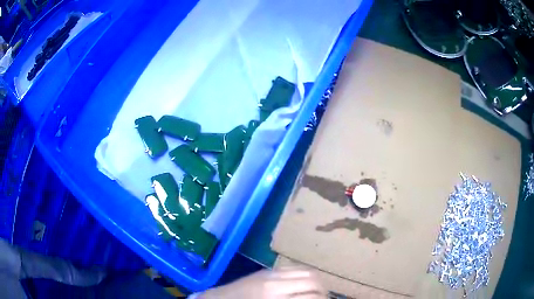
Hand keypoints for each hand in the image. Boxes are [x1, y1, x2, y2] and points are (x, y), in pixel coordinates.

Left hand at [198, 267, 325, 298]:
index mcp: (274, 297)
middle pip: (313, 280)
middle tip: (323, 298)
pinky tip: (304, 283)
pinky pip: (294, 267)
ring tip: (317, 291)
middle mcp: (275, 282)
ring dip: (316, 281)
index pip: (311, 296)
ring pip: (306, 270)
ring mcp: (271, 273)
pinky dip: (304, 275)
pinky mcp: (267, 269)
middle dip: (323, 290)